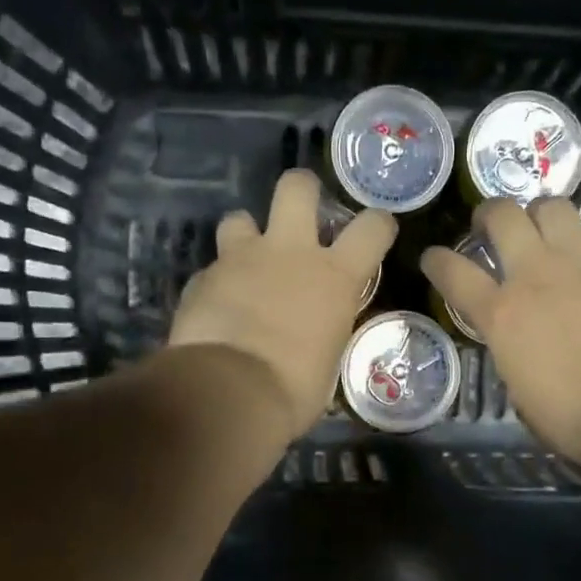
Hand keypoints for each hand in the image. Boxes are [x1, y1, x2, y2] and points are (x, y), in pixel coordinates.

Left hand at [170, 169, 396, 441]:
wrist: (228, 393)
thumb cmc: (293, 390)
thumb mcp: (328, 362)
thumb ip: (325, 333)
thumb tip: (316, 339)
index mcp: (335, 276)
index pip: (373, 227)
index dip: (379, 224)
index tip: (377, 232)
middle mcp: (290, 252)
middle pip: (296, 186)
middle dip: (301, 190)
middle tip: (300, 212)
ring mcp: (241, 259)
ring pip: (239, 217)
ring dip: (245, 235)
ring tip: (245, 262)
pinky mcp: (201, 277)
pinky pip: (211, 268)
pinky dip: (216, 283)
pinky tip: (215, 307)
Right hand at [421, 198, 580, 465]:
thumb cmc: (570, 415)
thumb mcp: (518, 387)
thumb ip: (509, 350)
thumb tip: (516, 343)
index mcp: (501, 313)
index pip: (453, 272)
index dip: (436, 261)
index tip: (433, 259)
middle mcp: (536, 274)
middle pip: (503, 215)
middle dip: (489, 213)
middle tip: (492, 227)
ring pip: (554, 206)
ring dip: (542, 215)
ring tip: (545, 230)